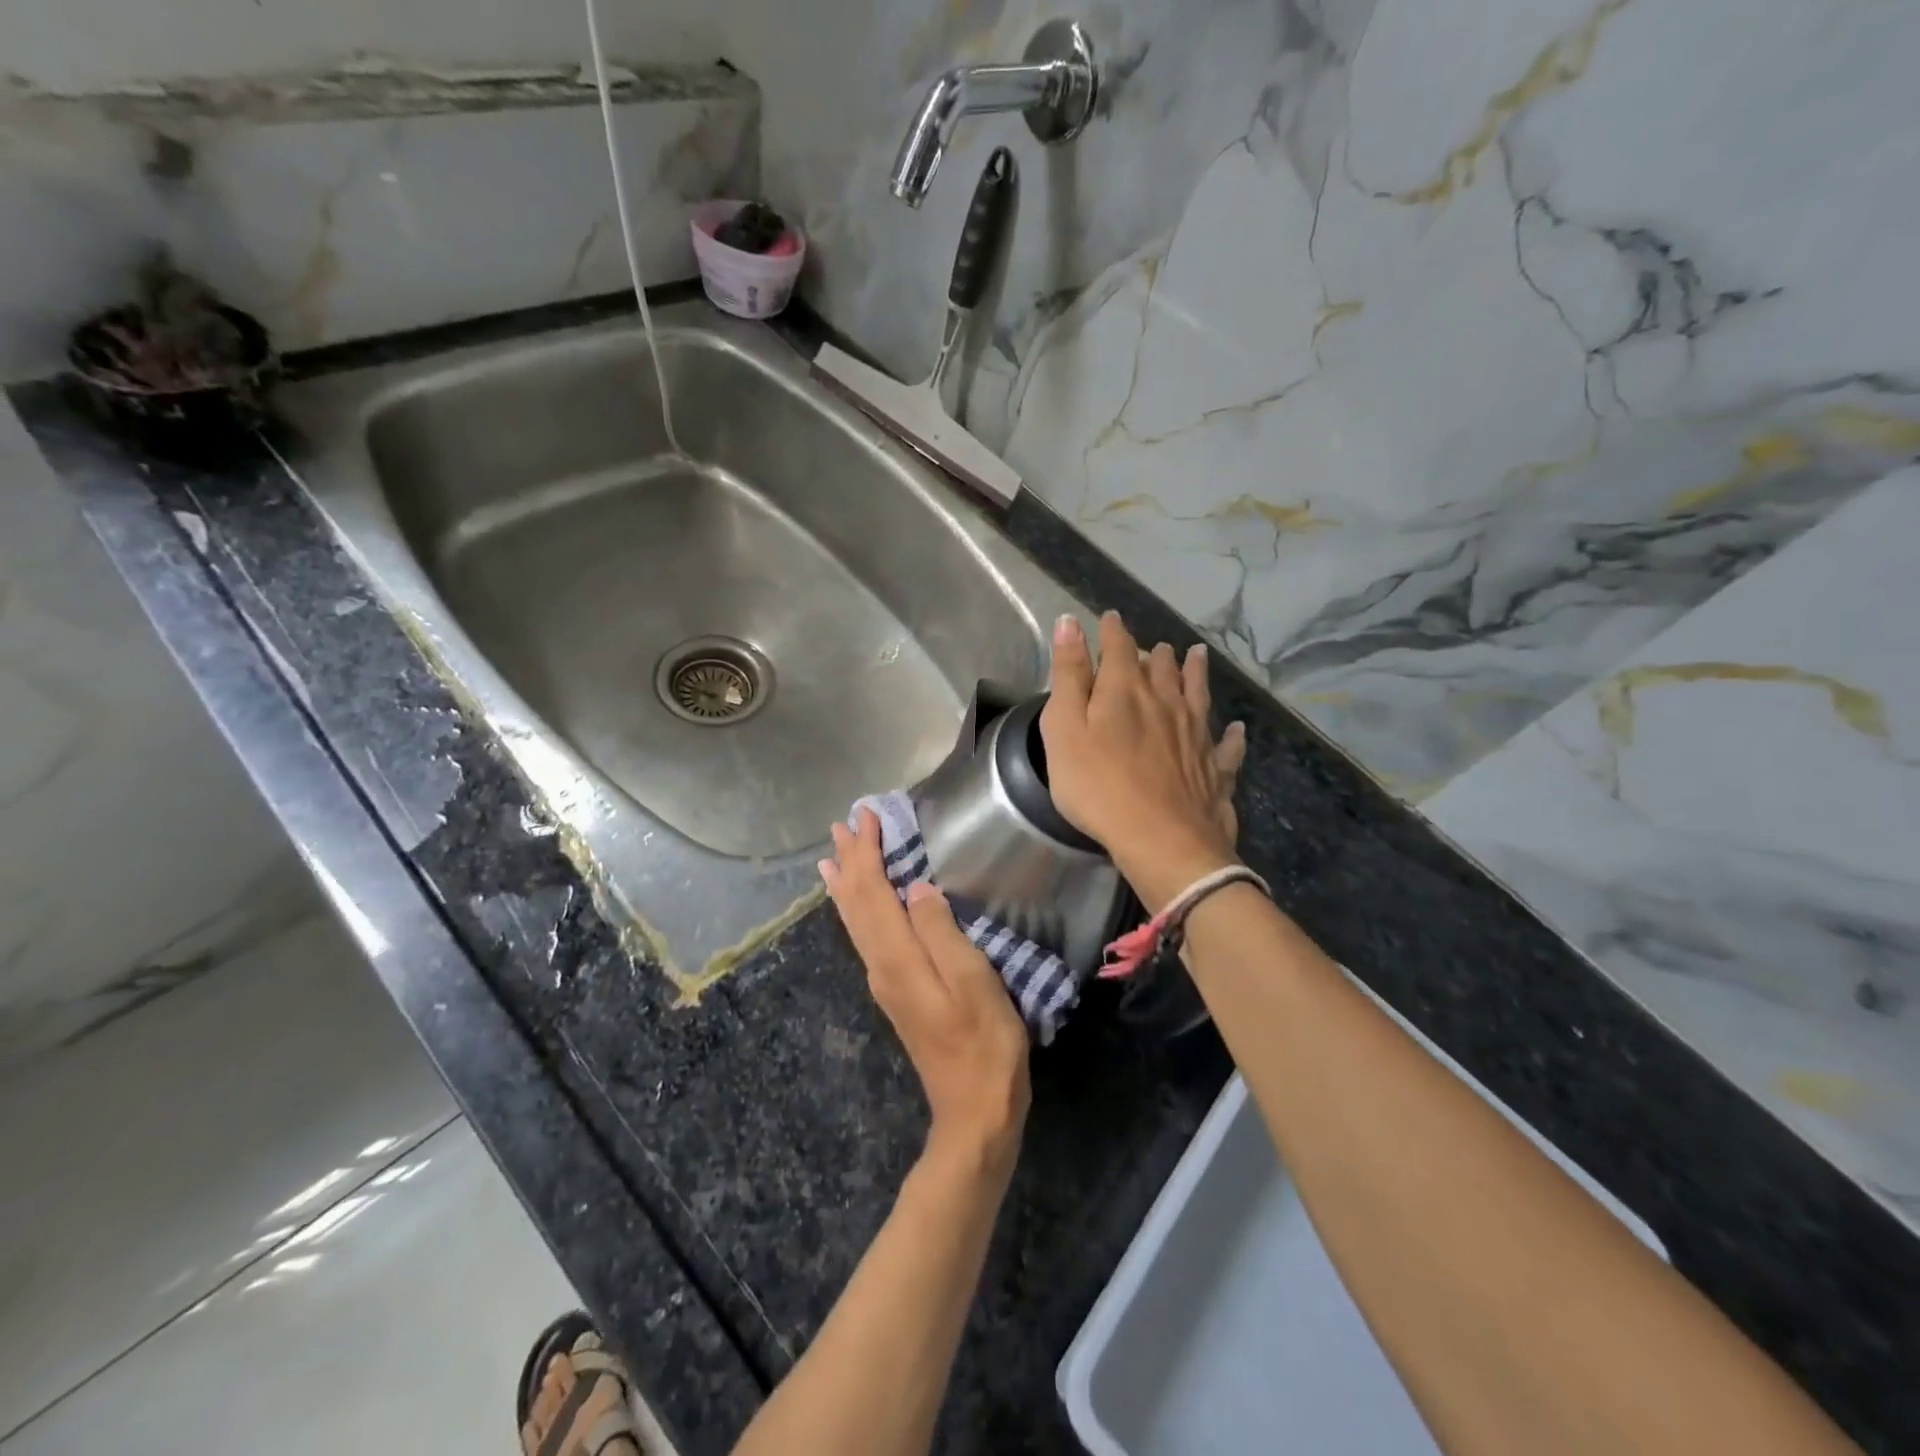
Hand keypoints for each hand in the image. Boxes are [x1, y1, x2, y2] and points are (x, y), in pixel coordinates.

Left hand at [821, 812, 1030, 1167]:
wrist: (974, 1110)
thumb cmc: (985, 1043)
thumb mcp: (973, 982)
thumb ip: (941, 931)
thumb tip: (915, 887)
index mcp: (898, 958)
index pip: (873, 891)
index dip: (867, 852)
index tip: (868, 816)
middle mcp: (880, 965)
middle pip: (856, 904)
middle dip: (849, 862)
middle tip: (841, 826)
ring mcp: (885, 982)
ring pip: (855, 922)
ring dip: (847, 885)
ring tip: (832, 859)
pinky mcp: (896, 992)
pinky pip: (866, 937)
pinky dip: (857, 910)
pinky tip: (857, 908)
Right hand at [1041, 612, 1246, 912]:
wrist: (1162, 840)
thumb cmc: (1098, 786)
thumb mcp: (1064, 729)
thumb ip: (1068, 675)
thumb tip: (1070, 622)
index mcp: (1126, 690)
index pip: (1119, 647)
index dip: (1112, 630)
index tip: (1109, 619)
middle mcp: (1167, 701)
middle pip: (1162, 667)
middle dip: (1154, 652)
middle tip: (1153, 646)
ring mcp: (1197, 734)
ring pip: (1198, 692)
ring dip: (1195, 672)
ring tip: (1197, 655)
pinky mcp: (1216, 768)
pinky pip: (1227, 744)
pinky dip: (1230, 733)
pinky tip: (1234, 728)